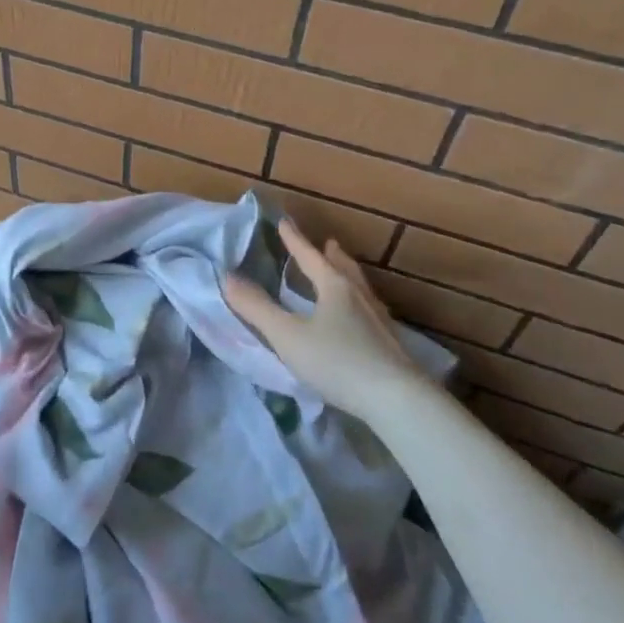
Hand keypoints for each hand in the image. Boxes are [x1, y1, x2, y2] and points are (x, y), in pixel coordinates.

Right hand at [222, 217, 427, 424]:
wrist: (397, 400)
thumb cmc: (338, 361)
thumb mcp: (288, 336)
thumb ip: (257, 308)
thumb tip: (226, 277)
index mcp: (334, 286)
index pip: (310, 256)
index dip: (294, 240)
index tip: (284, 222)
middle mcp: (359, 295)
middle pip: (342, 267)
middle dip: (330, 255)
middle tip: (327, 244)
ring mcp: (378, 319)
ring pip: (359, 288)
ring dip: (346, 276)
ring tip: (341, 274)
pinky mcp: (389, 343)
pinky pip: (367, 310)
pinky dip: (356, 302)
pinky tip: (357, 319)